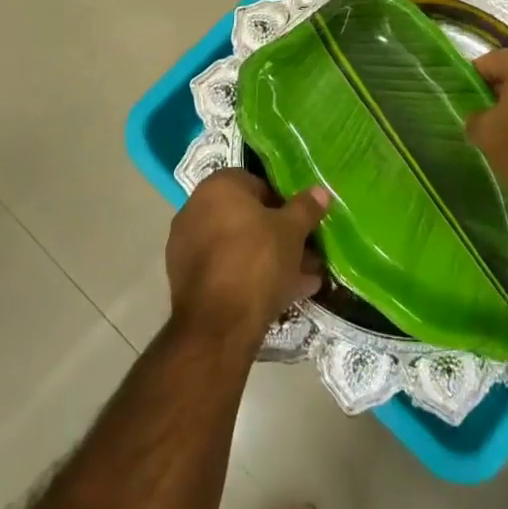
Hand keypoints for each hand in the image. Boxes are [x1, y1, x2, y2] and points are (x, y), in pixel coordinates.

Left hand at [166, 169, 329, 350]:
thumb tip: (320, 192)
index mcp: (218, 187)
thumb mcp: (292, 231)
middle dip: (279, 234)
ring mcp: (188, 246)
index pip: (257, 183)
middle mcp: (196, 209)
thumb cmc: (257, 261)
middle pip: (247, 217)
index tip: (302, 221)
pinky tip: (283, 295)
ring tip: (305, 277)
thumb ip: (306, 208)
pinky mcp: (187, 280)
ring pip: (239, 246)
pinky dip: (251, 277)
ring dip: (270, 258)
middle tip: (307, 251)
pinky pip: (227, 269)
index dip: (283, 202)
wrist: (217, 325)